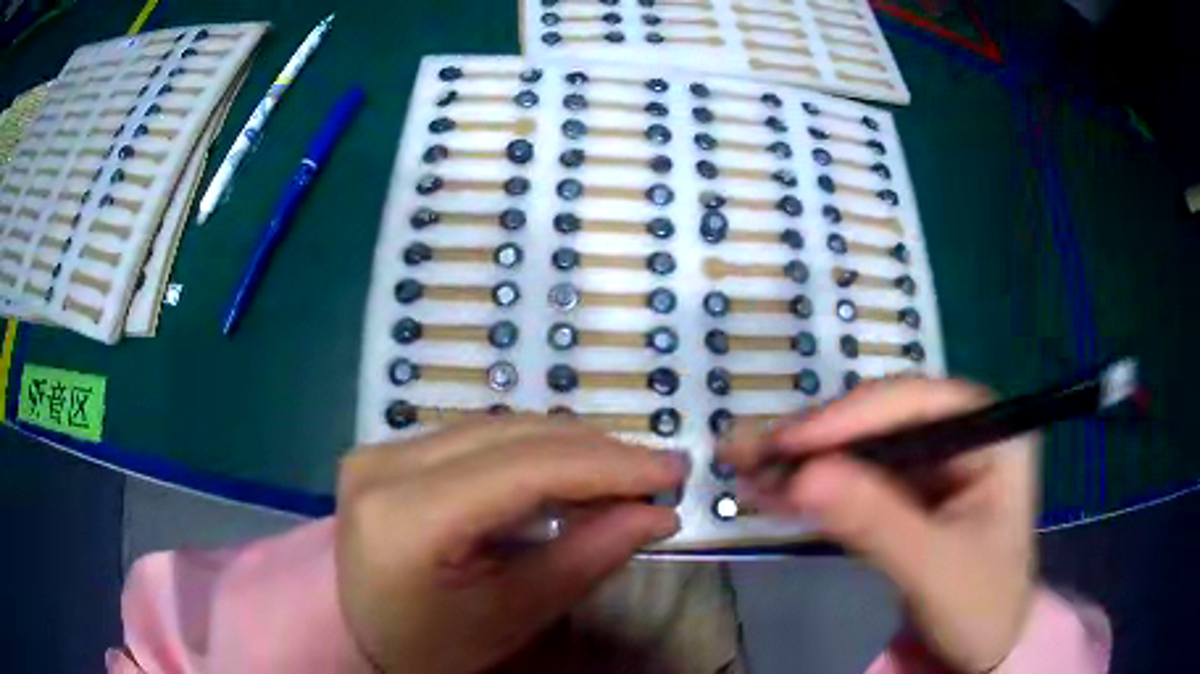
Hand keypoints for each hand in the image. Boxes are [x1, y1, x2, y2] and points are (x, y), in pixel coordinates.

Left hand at [335, 416, 687, 673]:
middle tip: (656, 475)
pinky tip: (569, 473)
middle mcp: (384, 464)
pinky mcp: (389, 450)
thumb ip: (585, 559)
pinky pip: (477, 437)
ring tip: (622, 476)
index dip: (607, 464)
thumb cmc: (431, 647)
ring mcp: (381, 450)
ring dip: (569, 448)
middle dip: (596, 452)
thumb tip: (657, 514)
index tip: (673, 472)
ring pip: (498, 426)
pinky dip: (533, 452)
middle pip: (512, 435)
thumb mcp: (510, 618)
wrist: (358, 634)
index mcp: (403, 518)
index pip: (522, 469)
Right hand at [720, 378, 1037, 672]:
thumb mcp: (934, 570)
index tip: (788, 443)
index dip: (850, 416)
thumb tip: (803, 477)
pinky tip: (772, 492)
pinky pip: (858, 481)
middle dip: (818, 441)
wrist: (982, 651)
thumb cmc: (980, 608)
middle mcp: (963, 436)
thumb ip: (876, 523)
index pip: (918, 405)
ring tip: (746, 468)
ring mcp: (935, 465)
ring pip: (863, 448)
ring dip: (806, 462)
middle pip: (883, 420)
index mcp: (992, 436)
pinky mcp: (910, 494)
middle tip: (751, 454)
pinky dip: (815, 489)